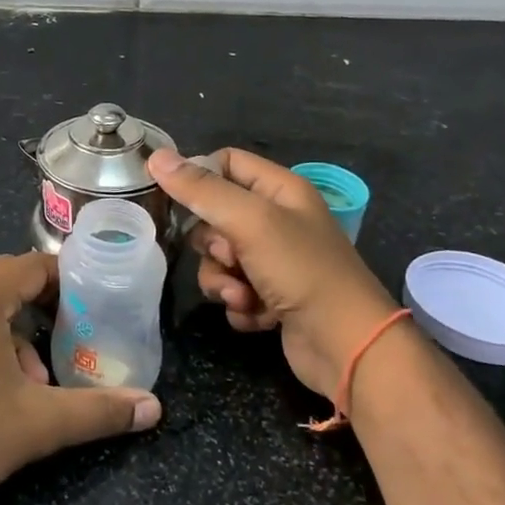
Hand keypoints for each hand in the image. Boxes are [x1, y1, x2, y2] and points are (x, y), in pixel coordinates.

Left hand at [0, 253, 161, 504]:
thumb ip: (98, 411)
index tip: (93, 305)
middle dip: (41, 314)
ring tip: (32, 385)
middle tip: (69, 344)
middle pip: (5, 285)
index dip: (67, 281)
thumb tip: (153, 408)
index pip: (33, 265)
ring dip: (11, 337)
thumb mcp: (39, 422)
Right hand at [150, 146, 400, 400]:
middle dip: (211, 243)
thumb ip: (202, 190)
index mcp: (279, 189)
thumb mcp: (250, 222)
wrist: (348, 348)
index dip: (199, 177)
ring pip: (219, 259)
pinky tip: (257, 316)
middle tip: (229, 256)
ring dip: (222, 279)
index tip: (177, 200)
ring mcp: (274, 261)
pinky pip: (232, 289)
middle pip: (214, 216)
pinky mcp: (271, 297)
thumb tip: (156, 156)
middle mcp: (276, 220)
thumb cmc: (302, 271)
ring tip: (243, 296)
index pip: (225, 162)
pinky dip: (238, 303)